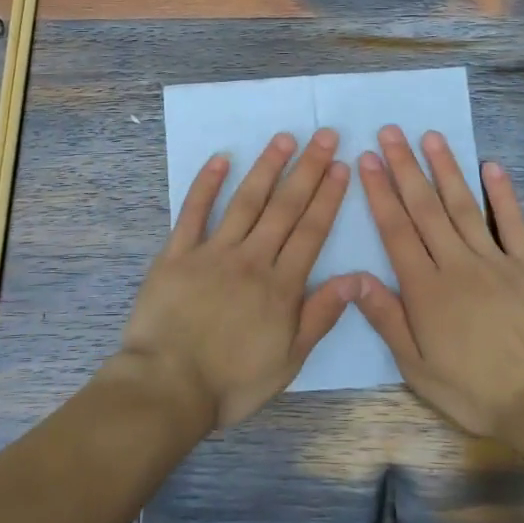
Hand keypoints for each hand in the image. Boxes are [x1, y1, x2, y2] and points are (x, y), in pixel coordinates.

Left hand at [118, 131, 356, 429]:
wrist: (168, 386)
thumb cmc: (231, 381)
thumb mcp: (288, 360)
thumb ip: (320, 316)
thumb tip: (355, 278)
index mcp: (281, 286)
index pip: (311, 231)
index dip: (328, 196)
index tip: (341, 166)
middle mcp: (251, 259)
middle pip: (284, 208)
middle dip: (307, 170)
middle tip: (324, 136)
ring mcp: (212, 252)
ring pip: (245, 202)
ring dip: (266, 168)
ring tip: (284, 139)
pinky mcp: (177, 253)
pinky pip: (193, 212)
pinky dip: (206, 184)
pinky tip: (220, 159)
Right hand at [356, 127, 523, 444]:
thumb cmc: (473, 390)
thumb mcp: (416, 367)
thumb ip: (386, 317)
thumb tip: (354, 276)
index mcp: (426, 288)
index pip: (396, 230)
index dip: (379, 192)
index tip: (367, 159)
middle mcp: (457, 264)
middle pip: (426, 208)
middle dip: (405, 167)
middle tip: (391, 132)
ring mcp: (497, 262)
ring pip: (465, 206)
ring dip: (446, 170)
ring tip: (430, 137)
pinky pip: (513, 224)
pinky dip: (503, 194)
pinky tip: (492, 166)